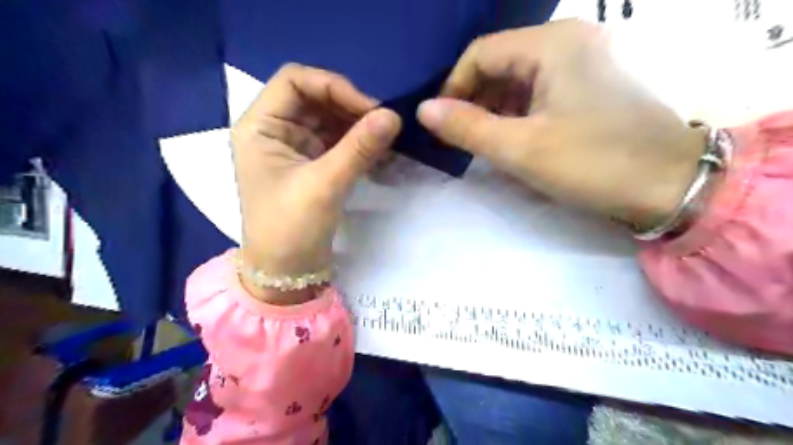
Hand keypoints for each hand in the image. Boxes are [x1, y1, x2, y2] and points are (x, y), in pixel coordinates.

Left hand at [231, 64, 402, 303]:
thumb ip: (359, 148)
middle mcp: (274, 131)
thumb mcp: (324, 185)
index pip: (295, 81)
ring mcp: (294, 148)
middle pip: (315, 98)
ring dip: (357, 126)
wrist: (286, 273)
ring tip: (386, 139)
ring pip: (329, 120)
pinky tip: (379, 152)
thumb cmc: (291, 228)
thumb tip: (394, 116)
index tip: (369, 108)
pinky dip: (357, 143)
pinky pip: (337, 142)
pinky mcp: (311, 165)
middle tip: (384, 124)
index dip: (333, 86)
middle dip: (350, 107)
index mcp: (260, 126)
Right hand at [418, 19, 709, 230]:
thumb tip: (423, 110)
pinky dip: (517, 113)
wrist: (669, 184)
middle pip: (499, 64)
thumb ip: (467, 127)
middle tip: (460, 138)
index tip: (442, 124)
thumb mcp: (521, 149)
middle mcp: (568, 40)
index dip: (453, 88)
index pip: (480, 53)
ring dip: (494, 109)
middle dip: (473, 101)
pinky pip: (539, 90)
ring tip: (483, 143)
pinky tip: (512, 138)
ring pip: (518, 79)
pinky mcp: (590, 83)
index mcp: (552, 44)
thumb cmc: (593, 163)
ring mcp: (583, 60)